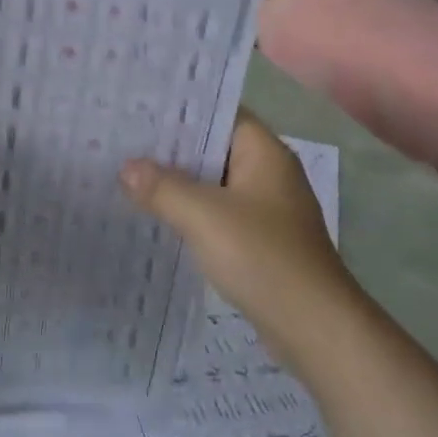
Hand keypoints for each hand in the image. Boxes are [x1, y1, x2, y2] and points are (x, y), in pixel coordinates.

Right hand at [120, 112, 353, 345]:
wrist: (315, 330)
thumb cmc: (263, 257)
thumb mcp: (203, 215)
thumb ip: (162, 187)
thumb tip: (127, 168)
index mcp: (264, 153)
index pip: (219, 112)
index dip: (181, 108)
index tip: (139, 107)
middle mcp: (268, 174)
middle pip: (212, 147)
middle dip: (171, 147)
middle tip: (122, 139)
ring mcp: (266, 210)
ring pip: (212, 183)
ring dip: (178, 182)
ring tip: (128, 173)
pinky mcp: (259, 241)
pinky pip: (217, 213)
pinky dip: (190, 211)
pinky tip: (157, 216)